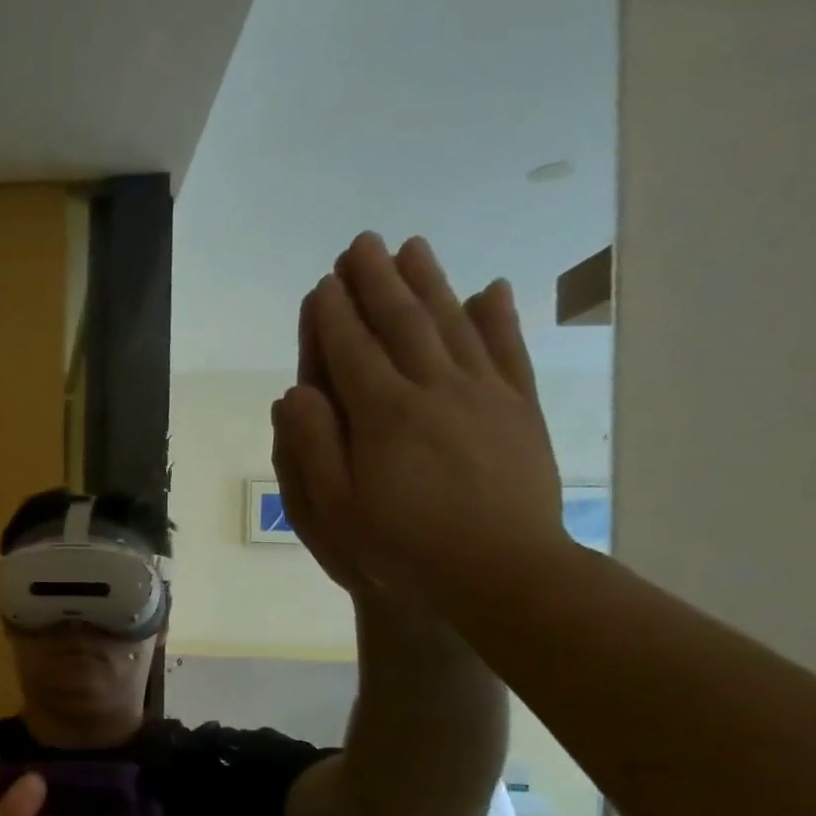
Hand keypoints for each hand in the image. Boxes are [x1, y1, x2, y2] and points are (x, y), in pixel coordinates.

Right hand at [274, 232, 568, 607]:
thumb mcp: (334, 508)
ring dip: (429, 282)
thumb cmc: (401, 545)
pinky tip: (491, 289)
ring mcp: (484, 394)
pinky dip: (498, 316)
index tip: (322, 283)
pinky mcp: (519, 409)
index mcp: (383, 414)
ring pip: (453, 323)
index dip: (333, 315)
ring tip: (412, 247)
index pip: (351, 350)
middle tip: (361, 244)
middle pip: (402, 322)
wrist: (501, 570)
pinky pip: (507, 351)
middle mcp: (434, 389)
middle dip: (377, 281)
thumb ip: (312, 446)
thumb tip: (296, 393)